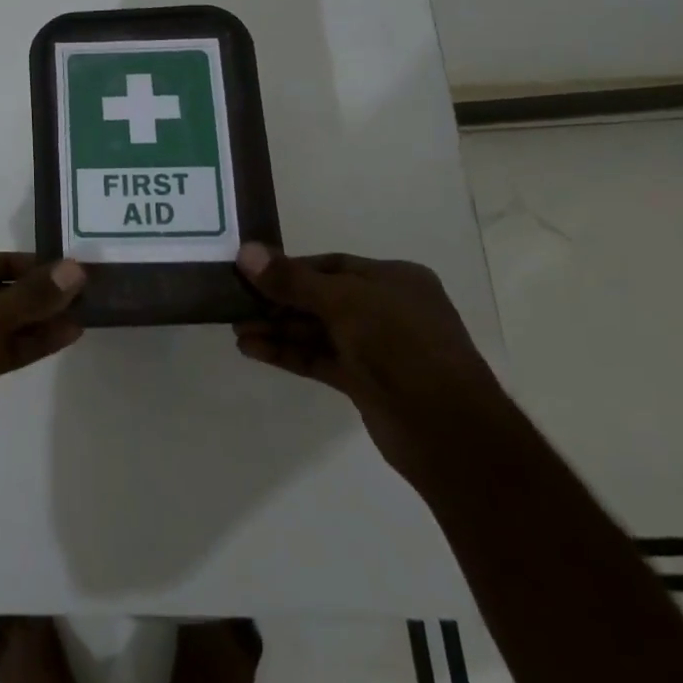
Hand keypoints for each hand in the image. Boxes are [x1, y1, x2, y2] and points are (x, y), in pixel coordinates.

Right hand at [233, 243, 511, 481]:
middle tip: (235, 304)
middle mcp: (387, 308)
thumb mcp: (344, 302)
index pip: (331, 265)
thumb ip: (292, 280)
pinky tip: (252, 350)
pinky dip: (288, 353)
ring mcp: (377, 347)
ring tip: (236, 330)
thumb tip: (245, 252)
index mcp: (394, 279)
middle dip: (277, 302)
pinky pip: (318, 358)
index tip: (250, 274)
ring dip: (277, 329)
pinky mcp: (364, 381)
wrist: (447, 430)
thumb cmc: (400, 346)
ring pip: (316, 330)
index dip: (289, 269)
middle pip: (320, 298)